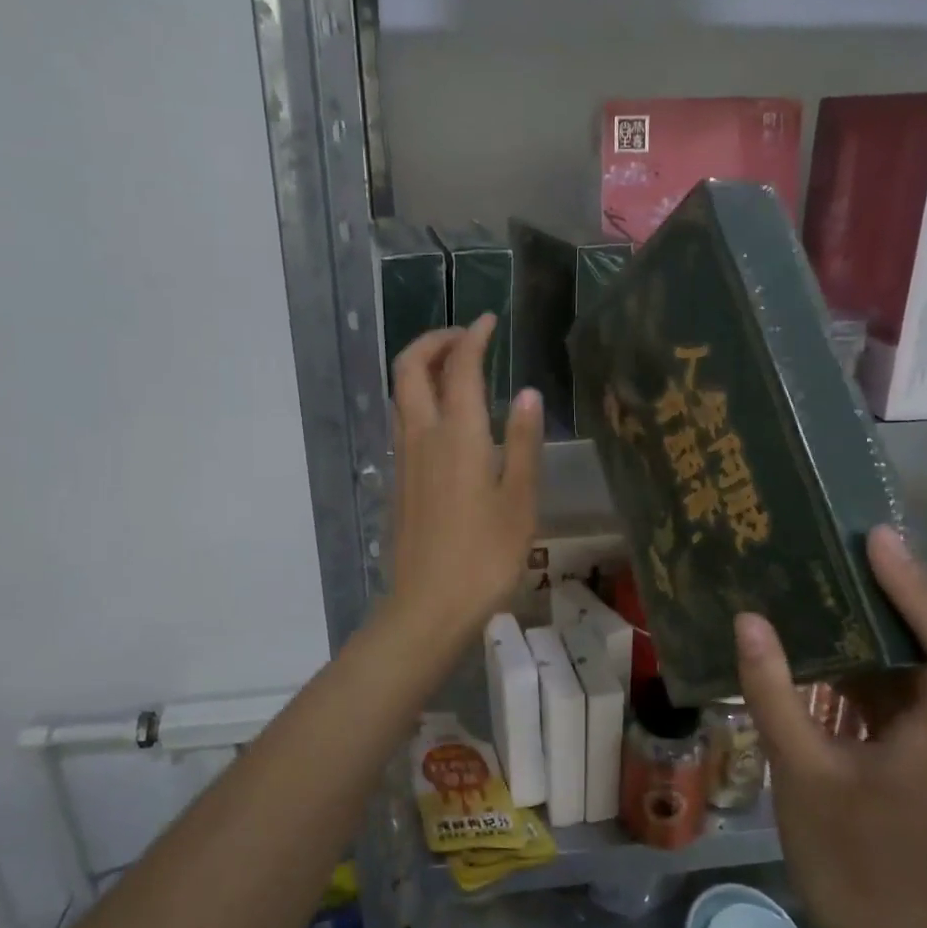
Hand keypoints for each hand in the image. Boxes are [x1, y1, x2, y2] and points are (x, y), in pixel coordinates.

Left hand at [382, 316, 542, 660]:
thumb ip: (522, 442)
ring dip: (421, 366)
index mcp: (458, 435)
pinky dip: (417, 396)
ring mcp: (404, 457)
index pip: (459, 366)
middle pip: (410, 367)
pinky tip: (444, 417)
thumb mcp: (520, 500)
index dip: (472, 336)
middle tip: (465, 337)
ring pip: (400, 392)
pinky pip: (401, 419)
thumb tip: (527, 393)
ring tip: (454, 367)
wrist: (428, 606)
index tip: (488, 321)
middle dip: (433, 341)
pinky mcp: (398, 479)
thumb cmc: (485, 556)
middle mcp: (422, 435)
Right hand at [736, 526, 926, 927]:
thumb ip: (774, 694)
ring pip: (918, 656)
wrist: (878, 925)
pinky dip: (863, 644)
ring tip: (838, 566)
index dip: (922, 593)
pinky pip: (889, 676)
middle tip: (855, 540)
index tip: (879, 544)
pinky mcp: (901, 738)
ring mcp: (923, 731)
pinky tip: (822, 627)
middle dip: (906, 588)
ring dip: (886, 610)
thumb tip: (749, 620)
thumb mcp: (798, 771)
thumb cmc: (845, 853)